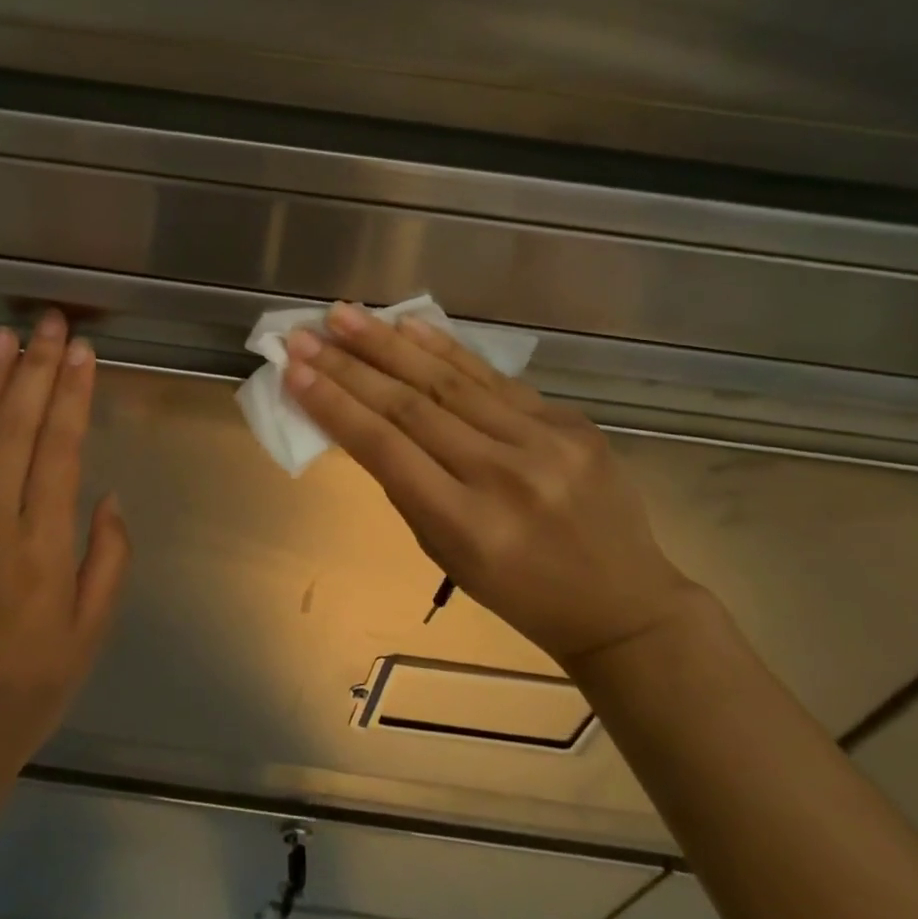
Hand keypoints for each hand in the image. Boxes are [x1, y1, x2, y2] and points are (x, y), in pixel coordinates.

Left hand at [0, 311, 132, 827]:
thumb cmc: (35, 681)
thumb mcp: (92, 628)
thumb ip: (108, 556)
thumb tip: (105, 497)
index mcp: (43, 546)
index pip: (60, 452)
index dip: (73, 397)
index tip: (82, 352)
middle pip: (15, 431)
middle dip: (36, 371)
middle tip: (48, 324)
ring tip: (1, 338)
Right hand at [284, 304, 701, 673]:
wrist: (624, 604)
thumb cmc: (517, 591)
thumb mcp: (446, 553)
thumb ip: (404, 484)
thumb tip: (359, 419)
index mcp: (466, 526)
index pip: (385, 449)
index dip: (333, 405)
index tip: (293, 370)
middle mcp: (504, 477)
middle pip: (410, 406)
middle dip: (348, 365)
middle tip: (304, 333)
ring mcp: (545, 443)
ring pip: (449, 381)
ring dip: (387, 343)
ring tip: (344, 314)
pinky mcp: (571, 421)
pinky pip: (494, 378)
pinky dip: (445, 349)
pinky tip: (408, 325)